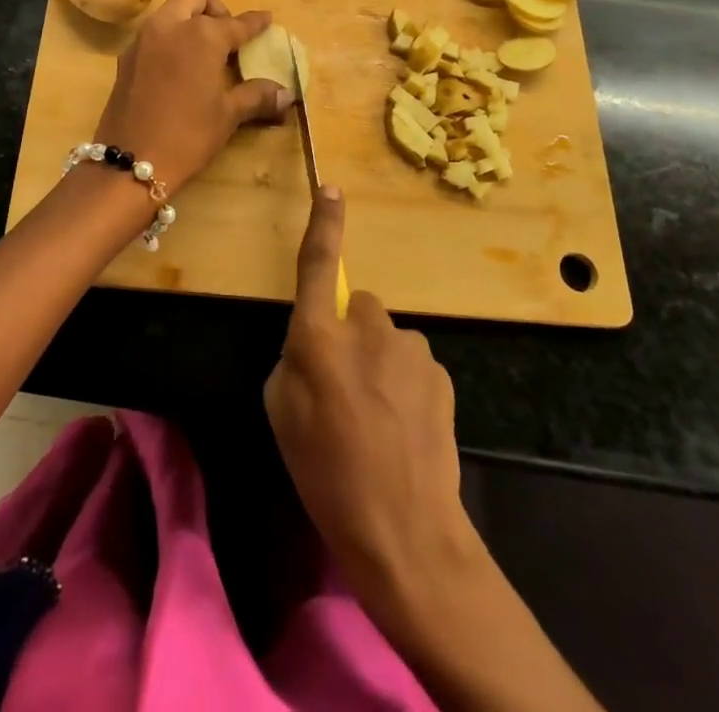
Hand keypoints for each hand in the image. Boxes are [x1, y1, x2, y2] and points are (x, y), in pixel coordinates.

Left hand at [95, 0, 289, 192]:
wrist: (130, 162)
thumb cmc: (188, 135)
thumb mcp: (228, 115)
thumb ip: (256, 96)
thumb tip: (286, 94)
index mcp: (201, 35)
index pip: (236, 23)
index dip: (255, 22)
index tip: (266, 19)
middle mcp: (170, 26)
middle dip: (216, 6)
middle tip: (228, 35)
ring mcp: (143, 39)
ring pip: (171, 9)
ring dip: (190, 18)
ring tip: (206, 53)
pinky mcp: (126, 57)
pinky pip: (154, 32)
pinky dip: (172, 38)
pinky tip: (181, 68)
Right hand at [264, 187, 478, 631]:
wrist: (404, 531)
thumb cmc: (325, 472)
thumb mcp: (280, 412)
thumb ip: (294, 358)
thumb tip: (315, 342)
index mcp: (317, 335)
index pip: (318, 264)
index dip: (323, 224)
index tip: (331, 188)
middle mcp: (365, 327)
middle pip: (357, 307)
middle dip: (350, 333)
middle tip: (347, 388)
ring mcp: (408, 346)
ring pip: (385, 337)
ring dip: (379, 361)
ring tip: (378, 418)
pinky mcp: (439, 370)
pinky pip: (411, 361)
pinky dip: (405, 382)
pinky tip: (405, 427)